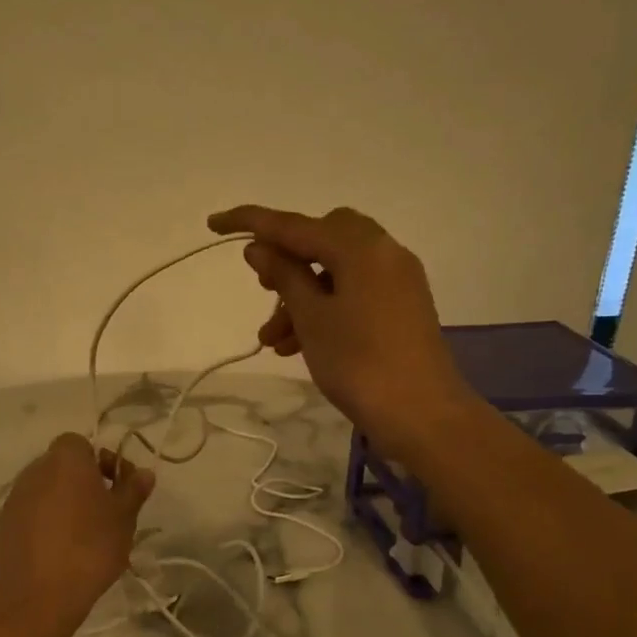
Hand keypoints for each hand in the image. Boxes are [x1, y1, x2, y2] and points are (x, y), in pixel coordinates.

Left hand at [0, 433, 154, 636]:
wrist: (36, 595)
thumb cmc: (89, 547)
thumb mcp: (124, 518)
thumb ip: (133, 490)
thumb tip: (144, 473)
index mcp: (65, 459)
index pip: (80, 444)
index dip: (99, 461)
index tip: (115, 487)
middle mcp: (35, 470)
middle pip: (62, 466)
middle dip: (83, 483)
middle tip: (105, 512)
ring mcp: (15, 498)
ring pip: (46, 490)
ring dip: (64, 503)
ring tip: (84, 535)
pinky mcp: (3, 525)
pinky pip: (32, 513)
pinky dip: (46, 523)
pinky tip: (61, 551)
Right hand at [207, 204, 477, 461]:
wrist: (422, 414)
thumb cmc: (359, 363)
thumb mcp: (311, 318)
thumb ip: (283, 276)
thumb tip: (259, 247)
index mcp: (360, 247)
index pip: (294, 225)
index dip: (250, 222)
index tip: (214, 223)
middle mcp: (383, 252)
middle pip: (322, 239)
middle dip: (286, 261)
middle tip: (263, 290)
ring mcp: (396, 279)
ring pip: (335, 270)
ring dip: (300, 295)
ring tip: (272, 339)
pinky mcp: (401, 305)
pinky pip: (353, 291)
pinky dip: (324, 307)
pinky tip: (298, 344)